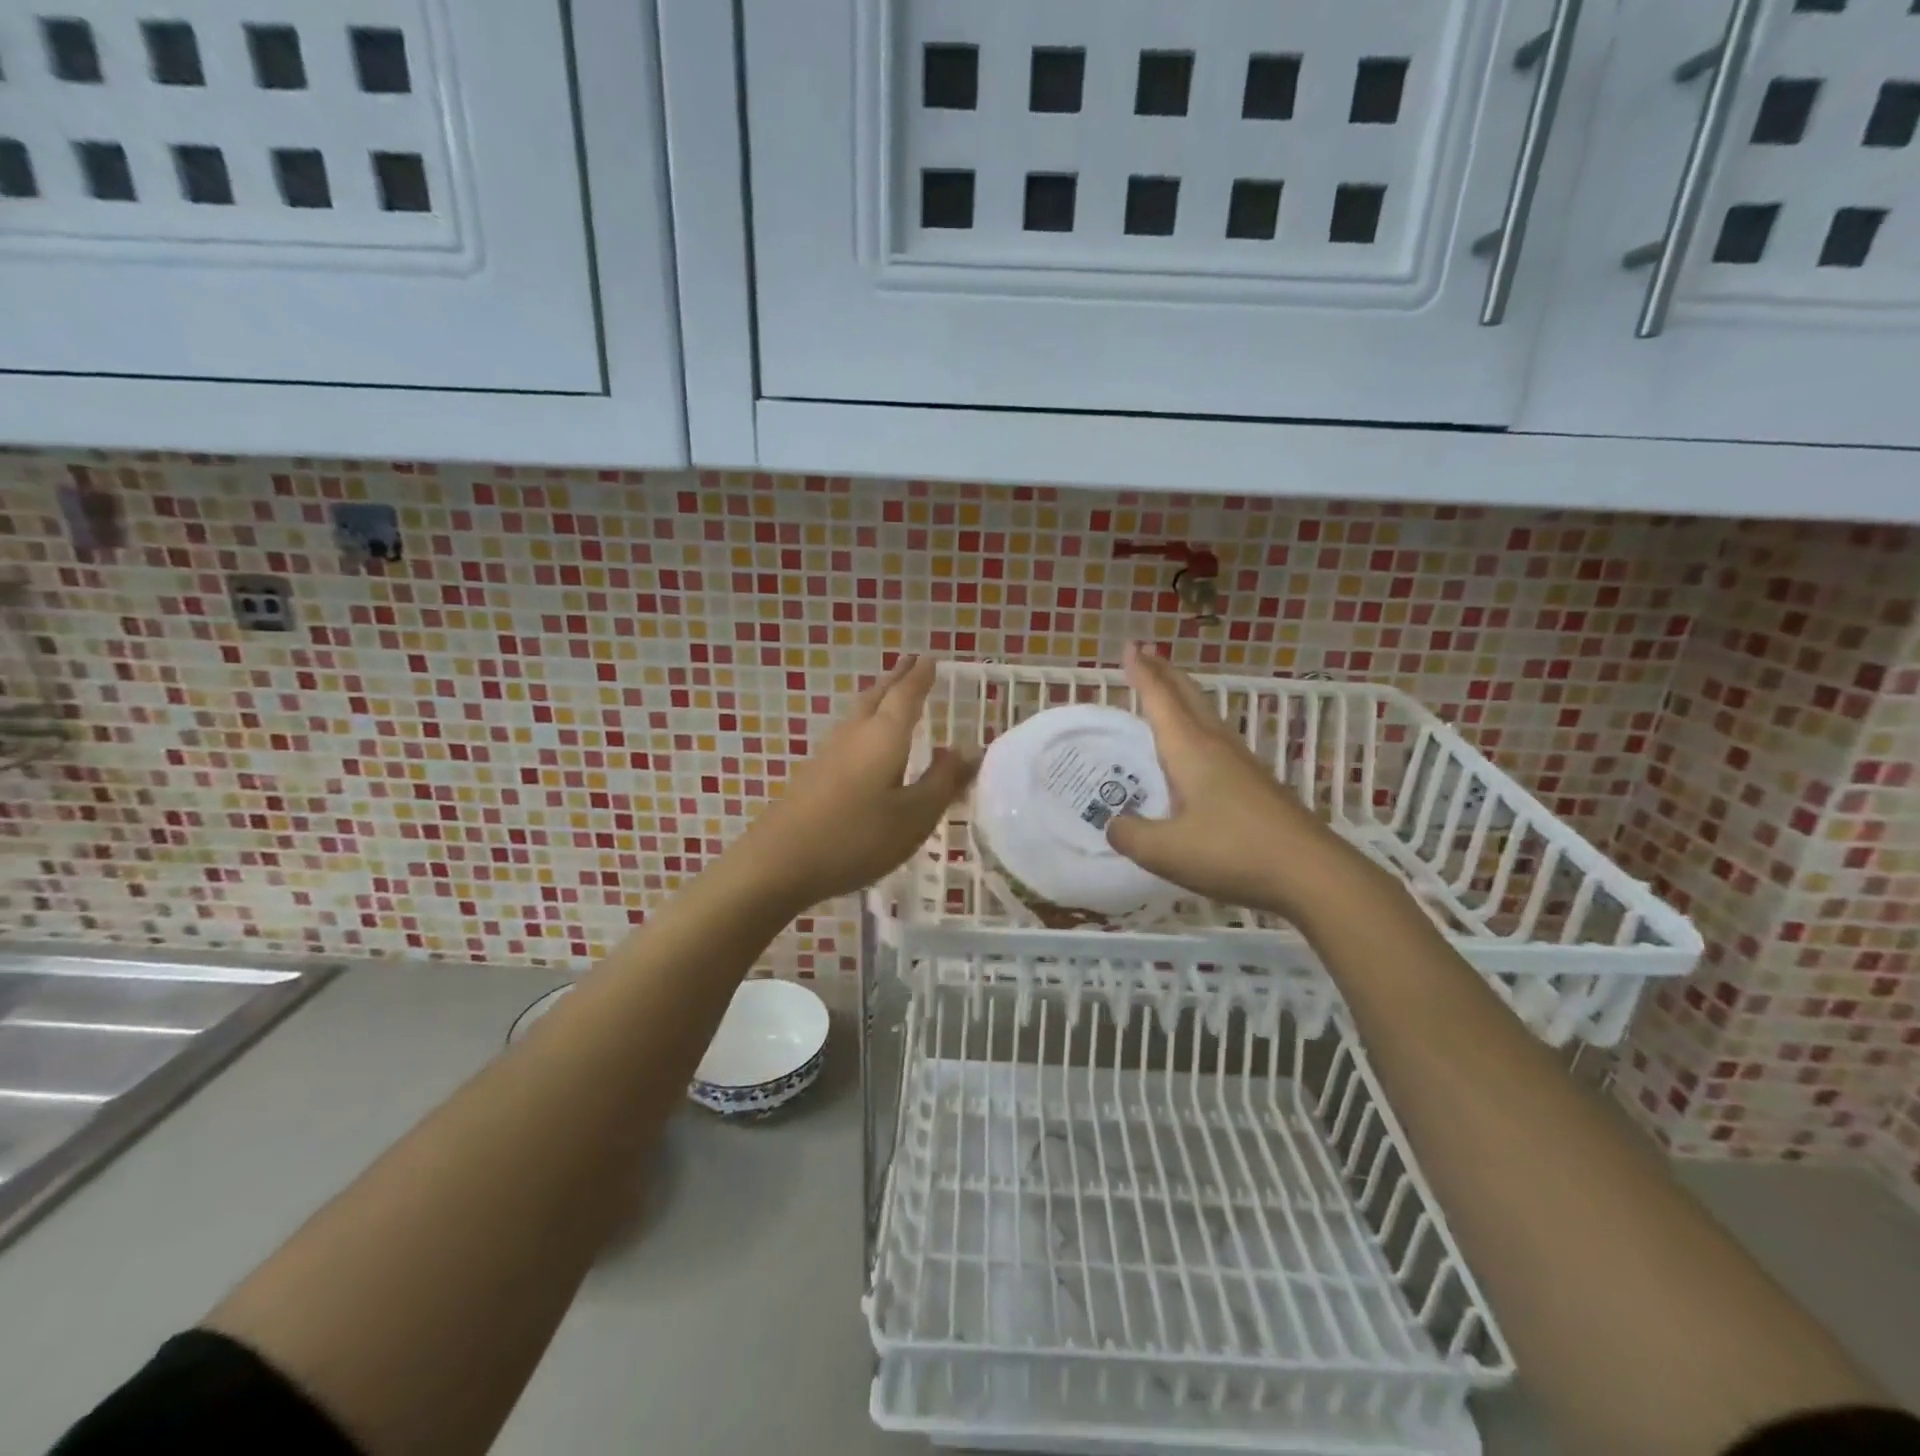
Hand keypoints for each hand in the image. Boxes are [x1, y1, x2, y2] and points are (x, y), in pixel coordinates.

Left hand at [733, 655, 976, 909]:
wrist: (779, 862)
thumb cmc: (857, 837)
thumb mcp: (914, 816)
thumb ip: (943, 781)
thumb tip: (968, 748)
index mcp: (883, 736)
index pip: (906, 695)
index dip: (920, 677)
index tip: (930, 658)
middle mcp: (854, 735)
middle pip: (877, 696)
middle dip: (896, 679)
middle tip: (911, 663)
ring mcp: (828, 754)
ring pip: (858, 714)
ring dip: (877, 698)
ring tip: (890, 695)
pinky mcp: (812, 775)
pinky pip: (847, 735)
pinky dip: (864, 725)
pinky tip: (864, 744)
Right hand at [1106, 643, 1367, 920]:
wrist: (1311, 873)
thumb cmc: (1232, 851)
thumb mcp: (1165, 850)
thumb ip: (1131, 835)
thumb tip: (1114, 824)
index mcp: (1190, 749)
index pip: (1160, 699)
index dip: (1142, 673)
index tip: (1129, 646)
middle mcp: (1216, 746)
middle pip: (1189, 697)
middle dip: (1165, 673)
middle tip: (1146, 653)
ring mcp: (1242, 764)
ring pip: (1207, 716)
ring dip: (1184, 697)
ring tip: (1168, 692)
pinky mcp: (1257, 785)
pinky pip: (1218, 740)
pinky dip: (1198, 727)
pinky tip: (1197, 750)